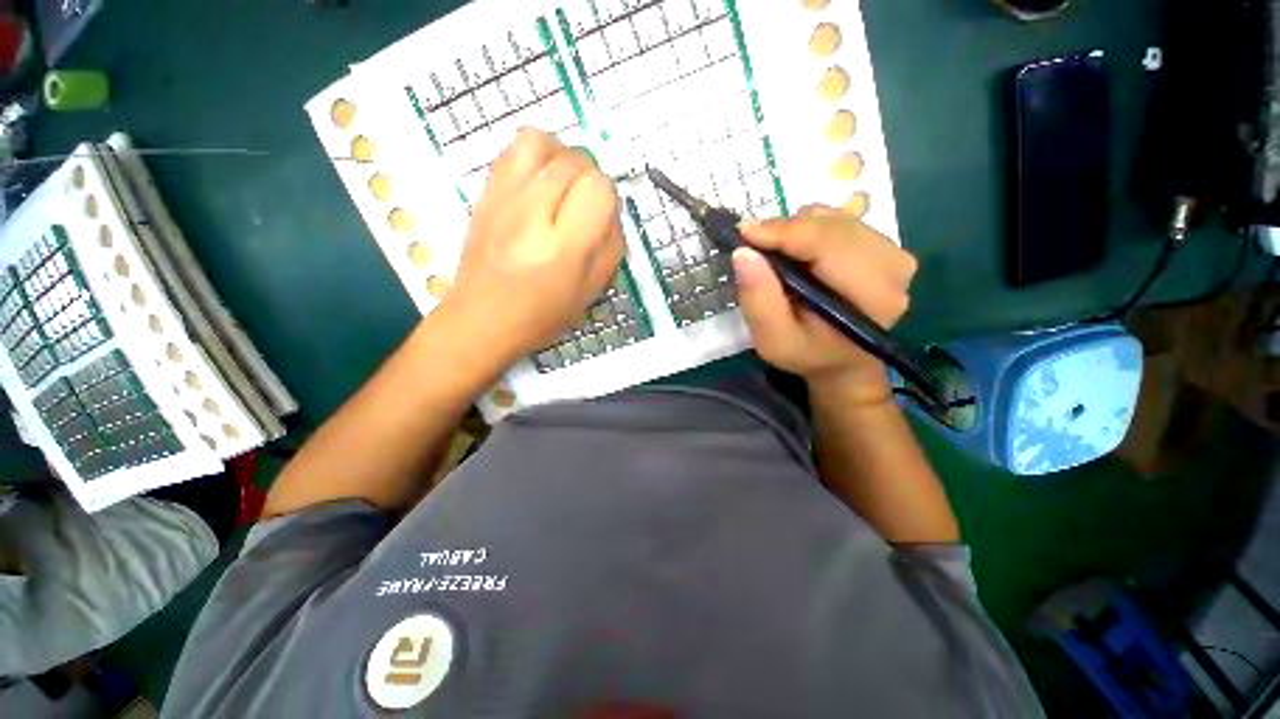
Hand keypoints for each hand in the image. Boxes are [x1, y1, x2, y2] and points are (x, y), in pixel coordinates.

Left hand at [443, 129, 624, 360]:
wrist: (481, 319)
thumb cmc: (542, 316)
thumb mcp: (591, 291)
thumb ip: (611, 248)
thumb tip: (612, 212)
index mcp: (564, 248)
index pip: (598, 188)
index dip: (608, 197)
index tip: (602, 217)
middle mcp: (532, 215)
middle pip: (574, 161)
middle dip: (590, 178)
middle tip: (584, 208)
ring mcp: (503, 199)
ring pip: (541, 141)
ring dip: (562, 157)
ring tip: (563, 185)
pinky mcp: (484, 193)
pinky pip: (513, 150)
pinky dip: (535, 156)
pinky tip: (539, 183)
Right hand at [733, 206, 917, 402]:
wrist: (843, 361)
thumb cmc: (807, 354)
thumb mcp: (774, 340)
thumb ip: (759, 299)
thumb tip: (743, 252)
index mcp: (871, 294)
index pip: (827, 242)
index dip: (783, 232)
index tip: (744, 233)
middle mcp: (893, 265)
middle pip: (832, 225)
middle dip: (786, 229)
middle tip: (755, 246)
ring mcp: (893, 252)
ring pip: (836, 218)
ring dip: (798, 229)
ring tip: (777, 255)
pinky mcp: (885, 246)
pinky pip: (843, 221)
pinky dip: (812, 229)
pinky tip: (799, 252)